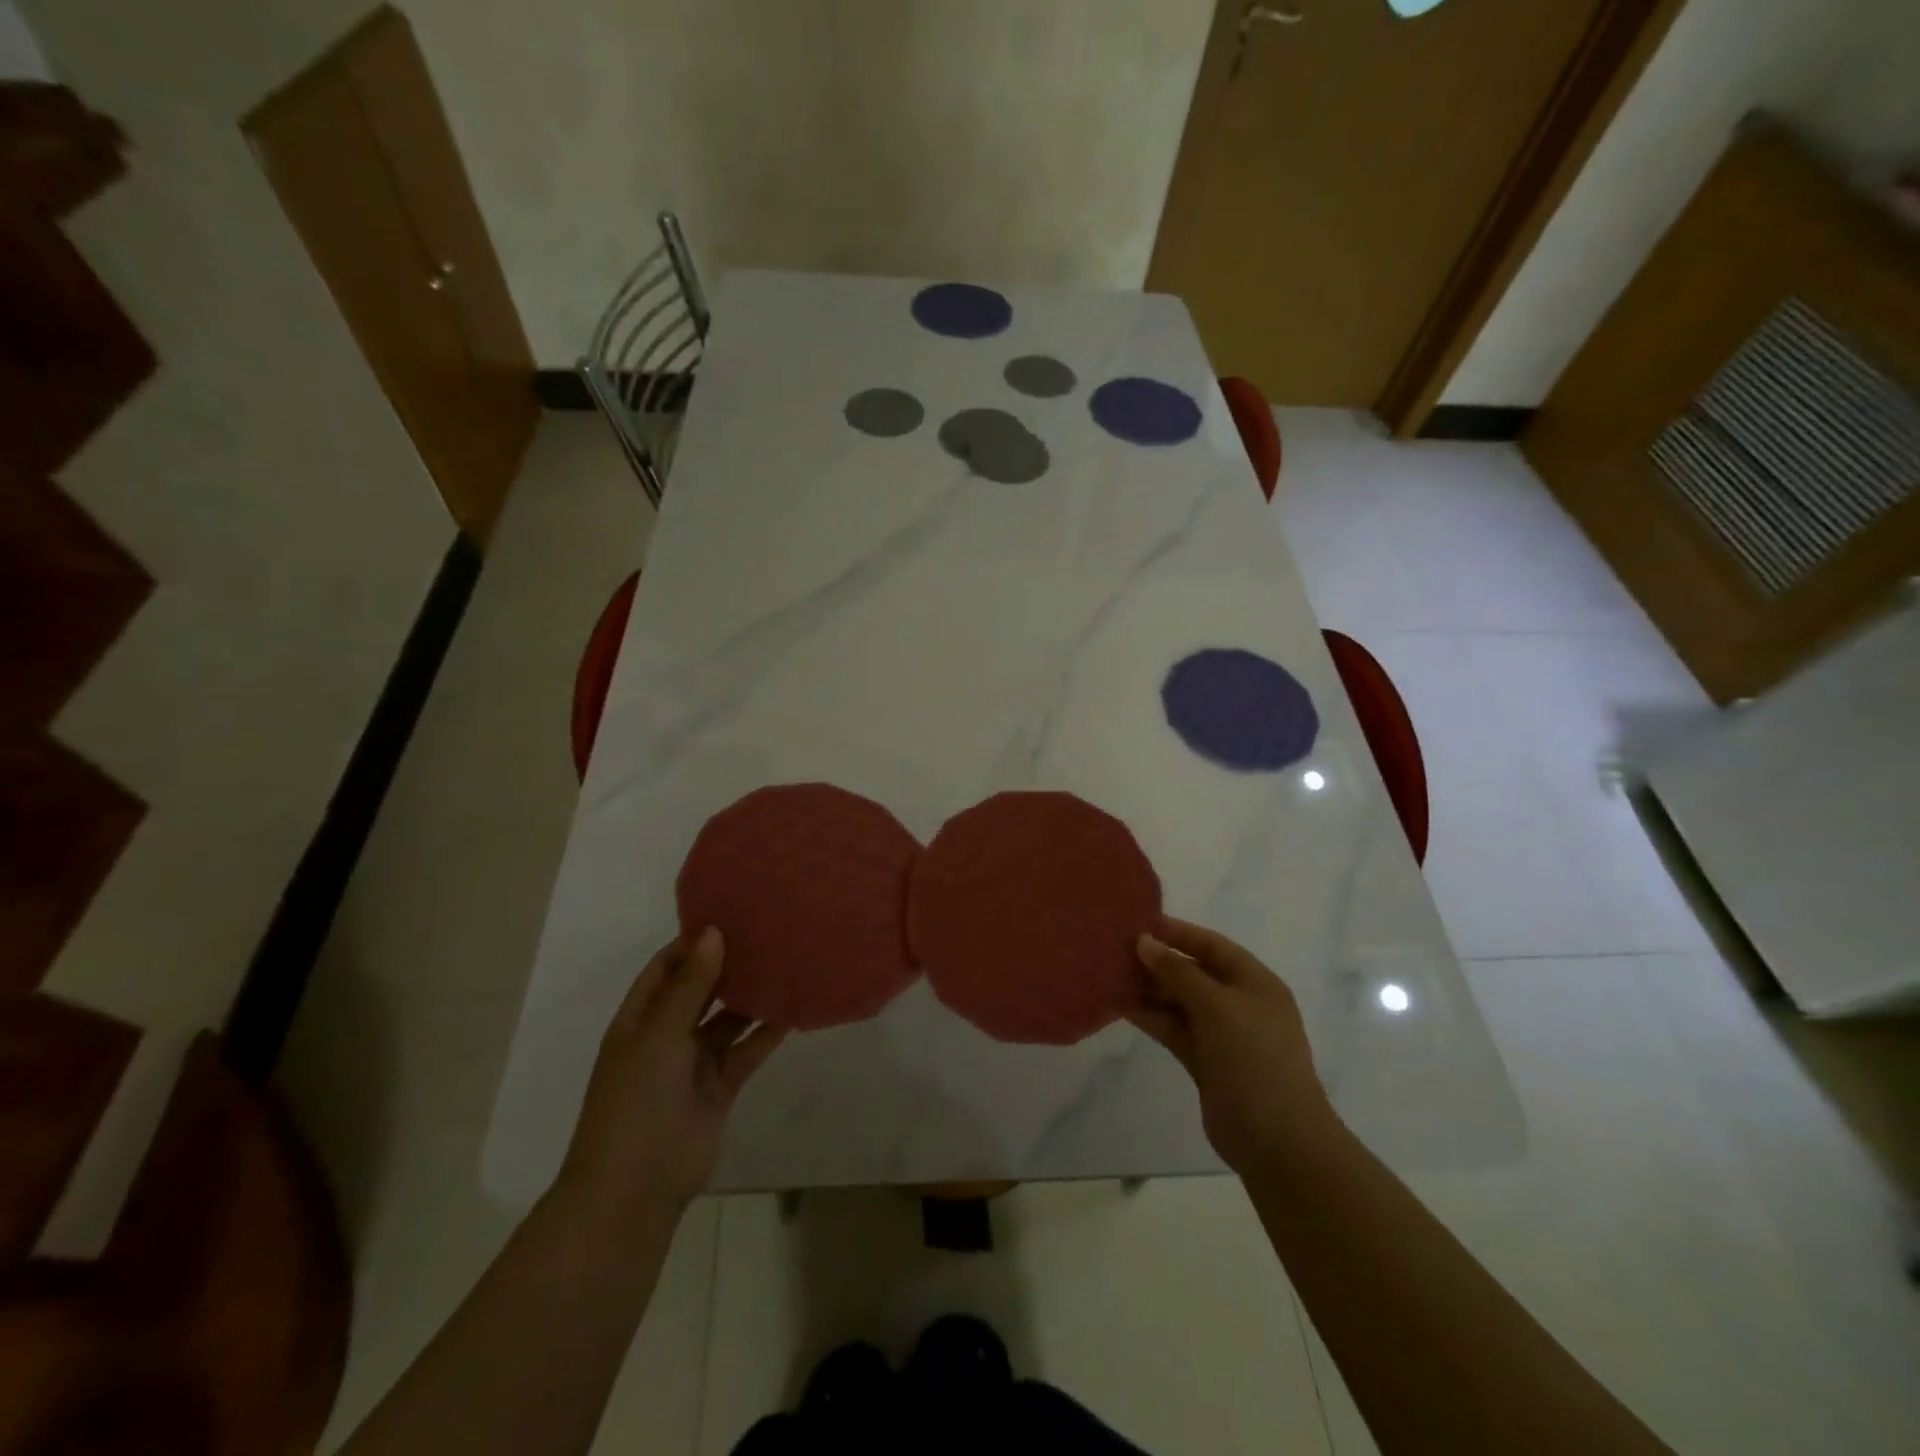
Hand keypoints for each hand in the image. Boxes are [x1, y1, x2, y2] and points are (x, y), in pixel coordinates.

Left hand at [561, 928, 785, 1216]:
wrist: (636, 1187)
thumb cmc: (636, 1101)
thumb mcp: (659, 1035)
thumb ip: (690, 986)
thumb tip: (712, 932)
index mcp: (639, 1019)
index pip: (666, 968)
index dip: (693, 943)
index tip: (730, 914)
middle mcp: (667, 1035)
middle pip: (700, 990)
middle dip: (727, 964)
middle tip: (767, 932)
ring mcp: (694, 1062)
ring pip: (728, 1018)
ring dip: (751, 995)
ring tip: (786, 961)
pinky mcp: (722, 1085)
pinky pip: (747, 1049)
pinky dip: (767, 1032)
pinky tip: (794, 1008)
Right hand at [1130, 918, 1331, 1172]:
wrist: (1278, 1140)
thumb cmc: (1254, 1058)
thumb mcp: (1217, 1005)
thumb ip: (1178, 971)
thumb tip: (1144, 942)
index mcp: (1254, 981)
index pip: (1211, 944)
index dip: (1176, 932)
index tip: (1137, 923)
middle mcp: (1238, 1003)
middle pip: (1192, 971)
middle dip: (1156, 960)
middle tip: (1113, 949)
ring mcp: (1222, 1034)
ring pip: (1178, 1001)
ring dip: (1147, 988)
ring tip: (1108, 973)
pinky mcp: (1204, 1061)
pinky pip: (1172, 1027)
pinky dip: (1149, 1015)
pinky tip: (1119, 1004)